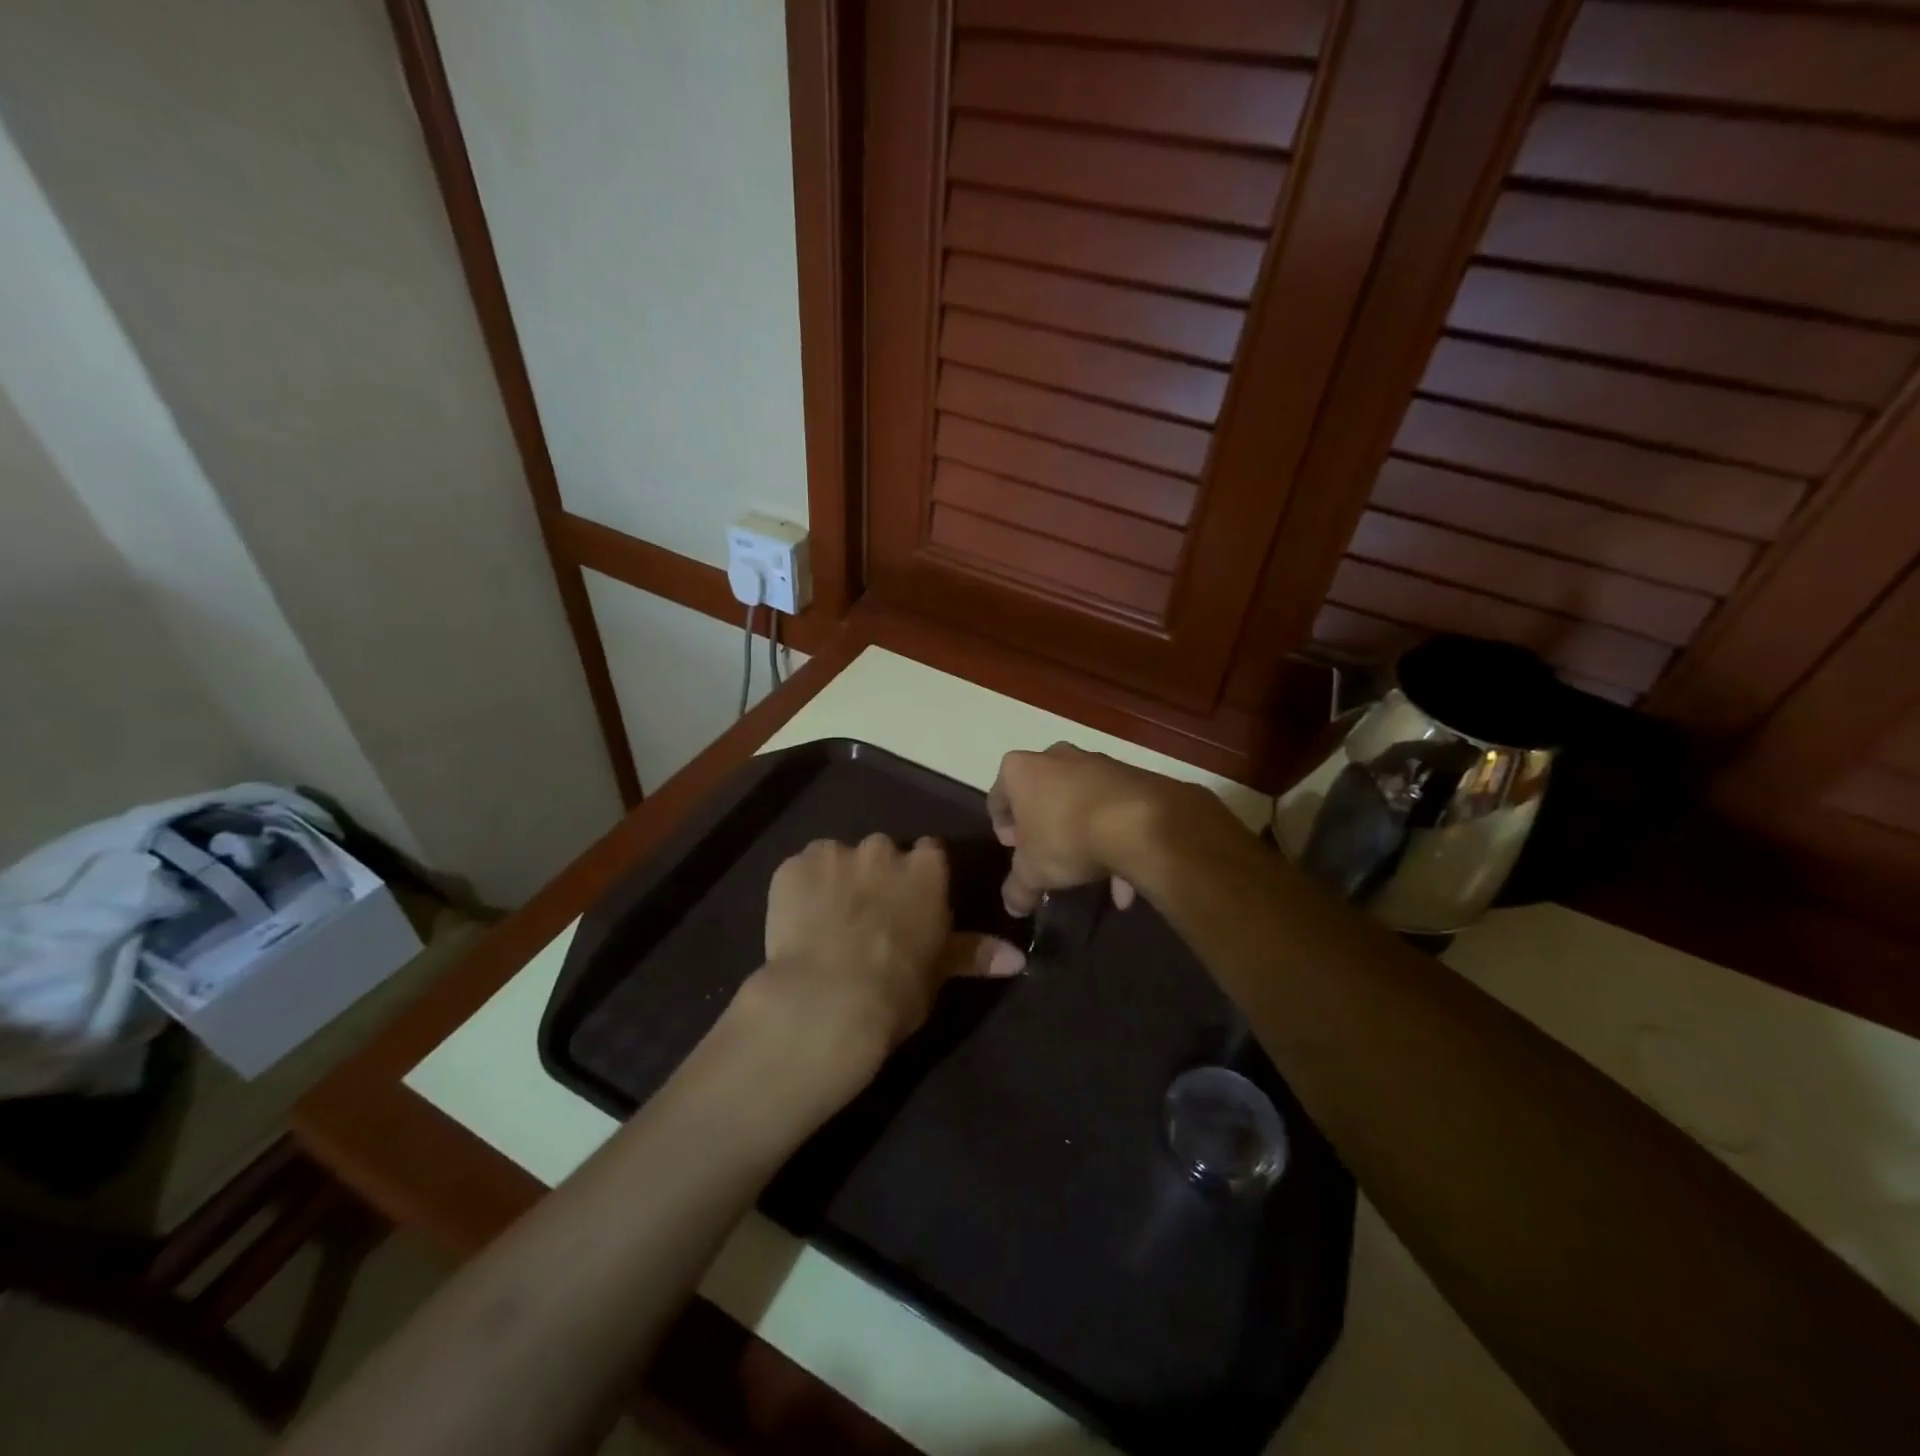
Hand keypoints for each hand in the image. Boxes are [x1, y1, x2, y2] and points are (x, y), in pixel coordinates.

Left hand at [734, 835, 1025, 1105]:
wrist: (826, 1002)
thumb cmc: (896, 990)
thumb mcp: (940, 973)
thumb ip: (975, 953)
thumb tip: (1018, 957)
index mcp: (926, 869)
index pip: (930, 854)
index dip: (919, 879)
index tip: (912, 905)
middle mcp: (882, 849)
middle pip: (883, 853)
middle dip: (877, 877)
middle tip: (868, 918)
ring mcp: (834, 853)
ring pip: (839, 859)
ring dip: (838, 881)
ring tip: (828, 924)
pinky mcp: (792, 867)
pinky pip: (800, 871)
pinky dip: (801, 891)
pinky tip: (798, 924)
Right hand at [987, 743, 1231, 915]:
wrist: (1138, 821)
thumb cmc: (1067, 838)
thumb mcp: (1033, 873)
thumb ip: (1018, 889)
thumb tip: (1012, 907)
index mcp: (1020, 770)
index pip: (998, 796)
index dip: (1003, 826)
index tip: (1013, 849)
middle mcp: (1055, 757)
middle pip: (1040, 793)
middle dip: (1043, 825)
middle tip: (1047, 854)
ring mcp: (1096, 762)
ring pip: (1080, 801)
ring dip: (1081, 833)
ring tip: (1090, 872)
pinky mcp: (1130, 775)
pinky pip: (1112, 808)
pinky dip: (1113, 836)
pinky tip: (1122, 879)